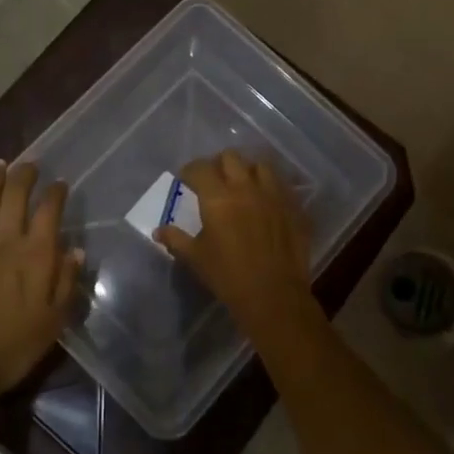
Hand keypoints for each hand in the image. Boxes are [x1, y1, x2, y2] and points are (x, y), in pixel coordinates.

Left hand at [0, 160, 83, 402]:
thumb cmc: (14, 347)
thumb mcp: (54, 320)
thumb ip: (66, 281)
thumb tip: (75, 249)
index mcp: (36, 255)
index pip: (49, 211)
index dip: (55, 193)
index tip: (59, 183)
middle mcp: (6, 240)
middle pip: (16, 196)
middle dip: (24, 175)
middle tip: (28, 163)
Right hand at [157, 151, 313, 333]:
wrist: (273, 295)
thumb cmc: (228, 275)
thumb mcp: (195, 258)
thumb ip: (176, 239)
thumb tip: (159, 230)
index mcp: (218, 196)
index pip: (200, 168)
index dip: (190, 170)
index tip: (185, 179)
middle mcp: (246, 187)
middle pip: (231, 157)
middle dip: (219, 164)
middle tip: (214, 179)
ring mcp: (274, 195)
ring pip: (260, 165)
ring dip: (248, 170)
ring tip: (243, 184)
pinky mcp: (294, 207)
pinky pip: (282, 186)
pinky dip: (270, 187)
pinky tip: (266, 201)